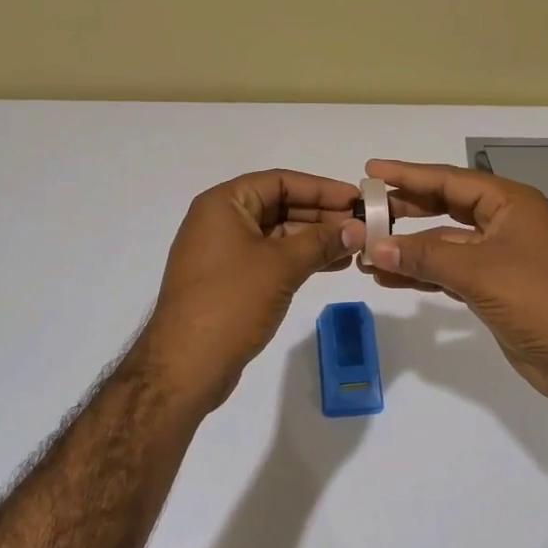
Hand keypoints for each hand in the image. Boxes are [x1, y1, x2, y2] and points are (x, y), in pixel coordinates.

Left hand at [137, 169, 360, 412]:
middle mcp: (220, 221)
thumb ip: (321, 241)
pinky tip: (333, 265)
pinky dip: (300, 258)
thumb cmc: (231, 302)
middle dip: (321, 214)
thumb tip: (358, 228)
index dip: (321, 188)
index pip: (280, 181)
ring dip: (315, 238)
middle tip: (361, 225)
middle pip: (279, 205)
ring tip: (354, 247)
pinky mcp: (230, 280)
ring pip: (278, 233)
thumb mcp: (281, 266)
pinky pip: (271, 257)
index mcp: (223, 204)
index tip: (357, 199)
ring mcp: (224, 252)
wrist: (185, 365)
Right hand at [359, 159, 547, 415]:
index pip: (450, 180)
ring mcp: (499, 257)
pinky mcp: (493, 288)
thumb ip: (424, 257)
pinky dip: (422, 274)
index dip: (408, 175)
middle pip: (445, 208)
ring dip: (408, 249)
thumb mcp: (479, 272)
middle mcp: (503, 223)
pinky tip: (389, 278)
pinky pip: (448, 272)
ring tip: (365, 253)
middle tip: (364, 212)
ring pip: (444, 243)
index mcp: (509, 203)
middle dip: (405, 211)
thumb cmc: (540, 299)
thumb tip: (372, 246)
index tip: (370, 171)